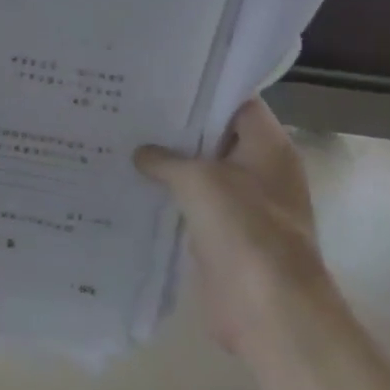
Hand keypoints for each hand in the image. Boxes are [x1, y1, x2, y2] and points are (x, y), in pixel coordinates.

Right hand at [134, 99, 330, 352]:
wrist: (268, 309)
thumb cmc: (244, 230)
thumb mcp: (199, 180)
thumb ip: (166, 159)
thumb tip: (141, 153)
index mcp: (268, 146)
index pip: (236, 101)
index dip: (201, 88)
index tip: (160, 79)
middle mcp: (260, 170)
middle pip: (215, 136)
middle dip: (176, 125)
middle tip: (130, 107)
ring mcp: (243, 204)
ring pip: (201, 171)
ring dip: (168, 163)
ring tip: (121, 140)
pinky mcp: (224, 234)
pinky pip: (193, 205)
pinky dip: (168, 196)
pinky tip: (130, 184)